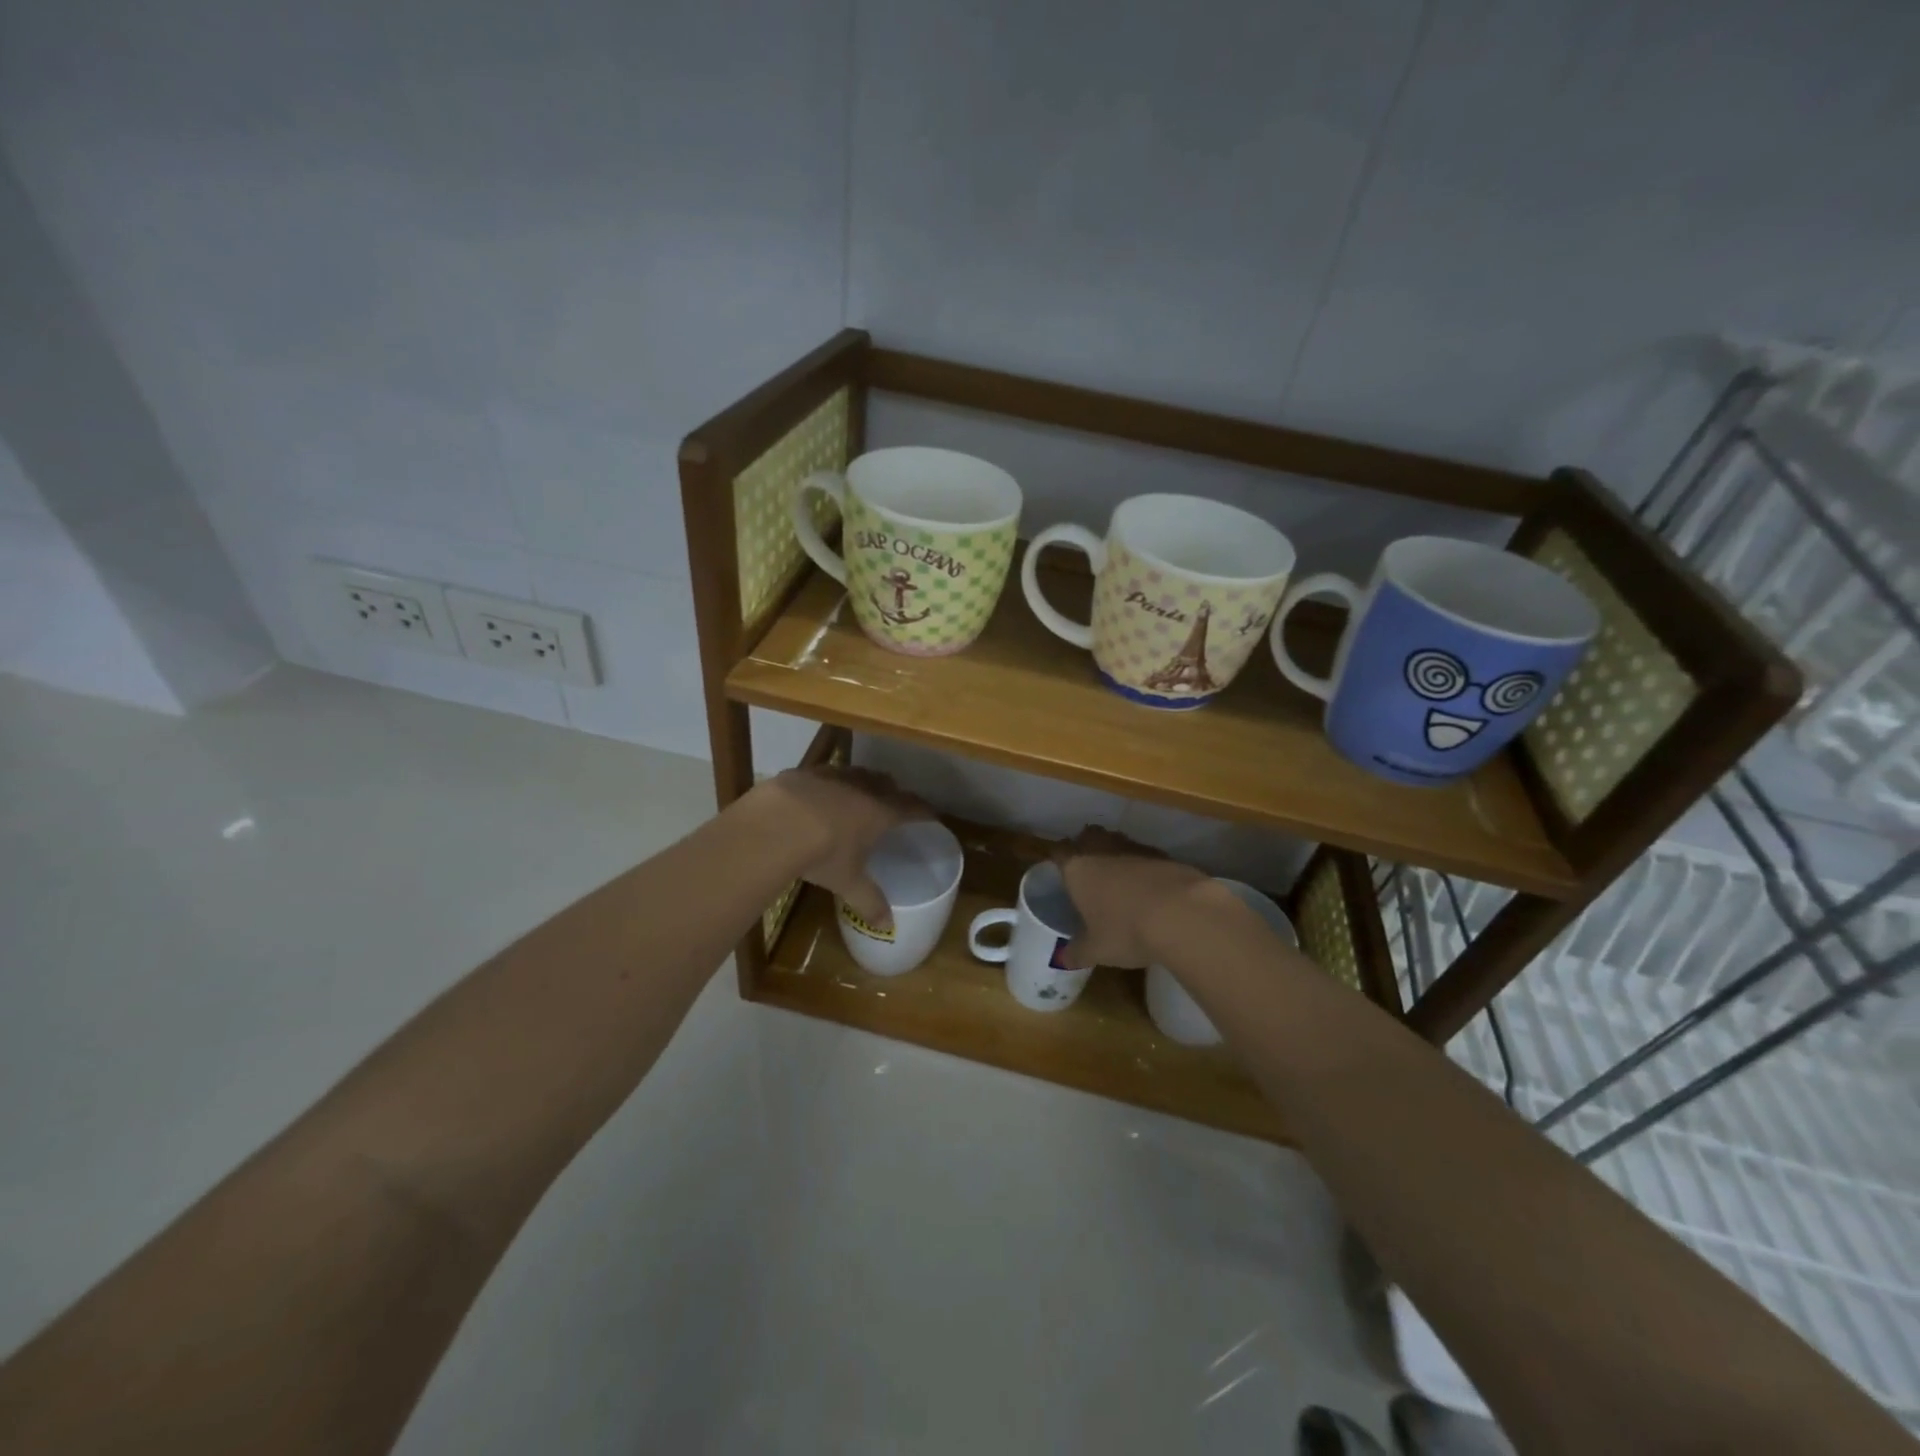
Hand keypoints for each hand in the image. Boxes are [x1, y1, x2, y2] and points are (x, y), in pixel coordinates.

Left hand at [748, 765, 930, 929]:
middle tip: (895, 804)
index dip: (923, 810)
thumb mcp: (847, 881)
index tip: (931, 815)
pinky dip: (829, 783)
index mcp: (880, 812)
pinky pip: (824, 774)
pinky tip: (818, 794)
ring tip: (859, 794)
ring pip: (856, 773)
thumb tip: (887, 925)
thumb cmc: (822, 853)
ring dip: (863, 782)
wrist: (775, 824)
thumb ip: (868, 901)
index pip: (911, 807)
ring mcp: (832, 776)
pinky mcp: (804, 772)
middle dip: (894, 792)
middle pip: (886, 783)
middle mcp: (861, 788)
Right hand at [1052, 826, 1213, 968]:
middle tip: (1089, 868)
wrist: (1182, 914)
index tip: (1058, 867)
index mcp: (1078, 868)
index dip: (1058, 858)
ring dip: (1117, 855)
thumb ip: (1077, 952)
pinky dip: (1144, 867)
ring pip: (1118, 842)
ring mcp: (1135, 849)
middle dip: (1087, 847)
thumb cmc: (1125, 930)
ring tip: (1120, 878)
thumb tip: (1063, 960)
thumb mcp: (1096, 950)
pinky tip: (1150, 887)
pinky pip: (1146, 855)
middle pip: (1089, 836)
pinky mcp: (1164, 855)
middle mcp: (1102, 850)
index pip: (1059, 852)